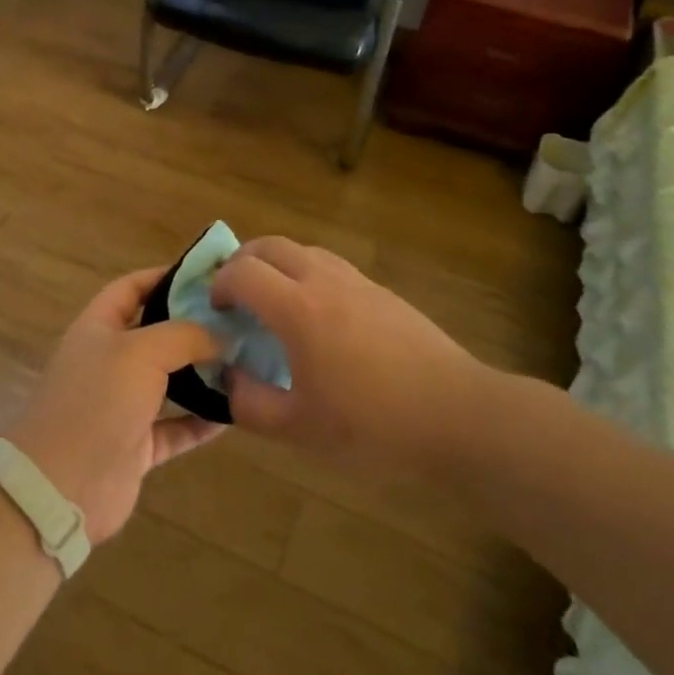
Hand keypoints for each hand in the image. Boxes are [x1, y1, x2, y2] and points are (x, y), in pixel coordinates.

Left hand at [7, 267, 224, 543]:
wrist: (61, 487)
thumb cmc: (97, 401)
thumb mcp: (141, 352)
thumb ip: (184, 335)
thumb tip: (222, 334)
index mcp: (98, 328)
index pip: (131, 288)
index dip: (164, 276)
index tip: (207, 275)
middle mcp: (108, 361)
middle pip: (154, 333)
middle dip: (192, 326)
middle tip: (238, 319)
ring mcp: (121, 406)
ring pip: (168, 382)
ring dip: (201, 374)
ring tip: (244, 361)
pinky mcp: (135, 446)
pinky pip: (175, 427)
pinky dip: (201, 421)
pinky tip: (234, 414)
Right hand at [210, 236, 497, 475]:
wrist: (457, 415)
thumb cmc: (373, 426)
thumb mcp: (300, 429)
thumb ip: (250, 404)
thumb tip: (228, 379)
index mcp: (298, 309)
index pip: (243, 272)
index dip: (219, 284)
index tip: (216, 310)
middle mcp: (324, 280)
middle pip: (271, 245)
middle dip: (243, 261)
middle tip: (235, 295)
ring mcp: (358, 281)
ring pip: (304, 251)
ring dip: (277, 265)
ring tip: (273, 303)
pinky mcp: (383, 292)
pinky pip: (332, 267)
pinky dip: (308, 276)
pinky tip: (318, 319)